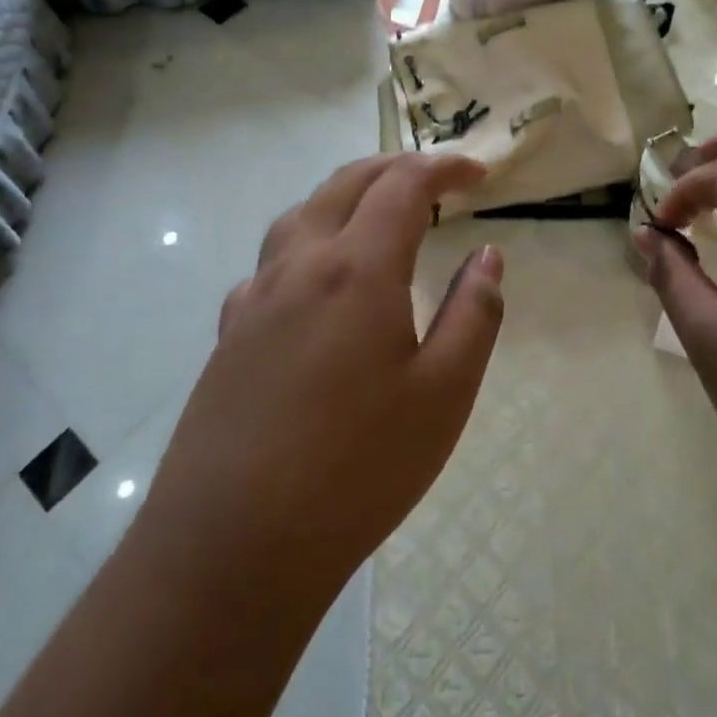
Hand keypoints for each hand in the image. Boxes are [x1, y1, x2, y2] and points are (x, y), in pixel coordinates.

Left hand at [137, 154, 505, 608]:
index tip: (478, 172)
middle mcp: (300, 265)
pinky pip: (272, 261)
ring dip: (347, 195)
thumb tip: (487, 256)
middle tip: (436, 179)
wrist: (230, 549)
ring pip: (301, 214)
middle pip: (346, 183)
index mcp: (357, 269)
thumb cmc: (357, 469)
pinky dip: (308, 240)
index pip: (403, 185)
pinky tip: (318, 282)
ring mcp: (255, 298)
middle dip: (395, 167)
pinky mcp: (229, 335)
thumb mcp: (444, 394)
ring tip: (378, 213)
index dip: (443, 167)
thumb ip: (473, 313)